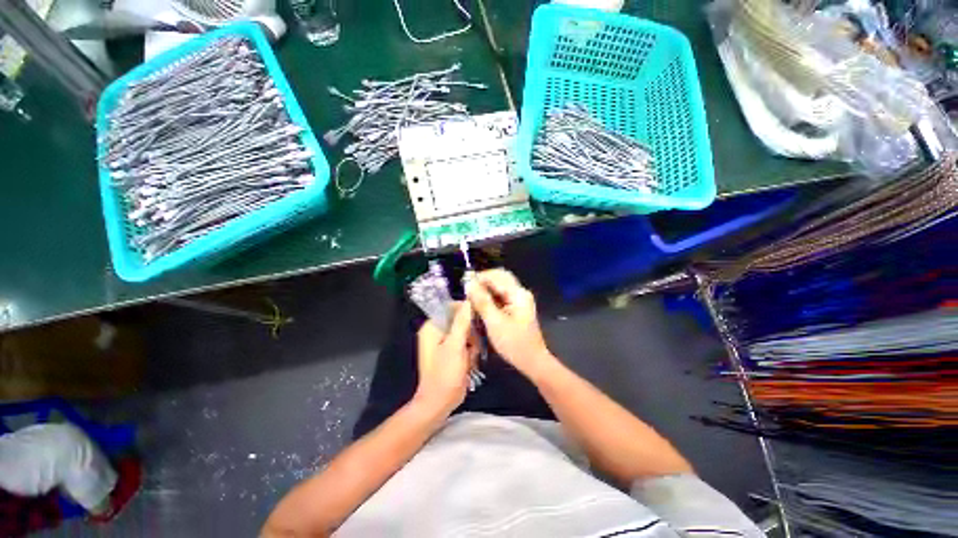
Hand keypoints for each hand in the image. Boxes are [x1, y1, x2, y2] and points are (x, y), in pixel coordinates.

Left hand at [414, 302, 477, 414]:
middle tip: (472, 347)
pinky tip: (469, 362)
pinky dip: (470, 351)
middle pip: (460, 320)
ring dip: (472, 344)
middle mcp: (436, 331)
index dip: (466, 311)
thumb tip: (468, 300)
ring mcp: (443, 342)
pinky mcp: (451, 352)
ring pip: (466, 332)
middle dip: (470, 333)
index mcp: (432, 326)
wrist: (439, 403)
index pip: (451, 307)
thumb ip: (462, 322)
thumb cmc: (445, 374)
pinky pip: (465, 343)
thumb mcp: (455, 346)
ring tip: (470, 358)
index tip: (478, 320)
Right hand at [466, 269, 554, 378]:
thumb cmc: (514, 343)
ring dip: (485, 289)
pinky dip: (490, 297)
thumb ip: (482, 301)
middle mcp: (520, 292)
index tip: (463, 283)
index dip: (479, 277)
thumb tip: (469, 283)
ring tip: (471, 297)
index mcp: (518, 294)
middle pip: (499, 278)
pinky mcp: (517, 307)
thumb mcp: (494, 322)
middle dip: (482, 281)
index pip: (496, 276)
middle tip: (466, 289)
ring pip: (499, 287)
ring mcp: (519, 300)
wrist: (532, 361)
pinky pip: (501, 296)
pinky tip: (480, 304)